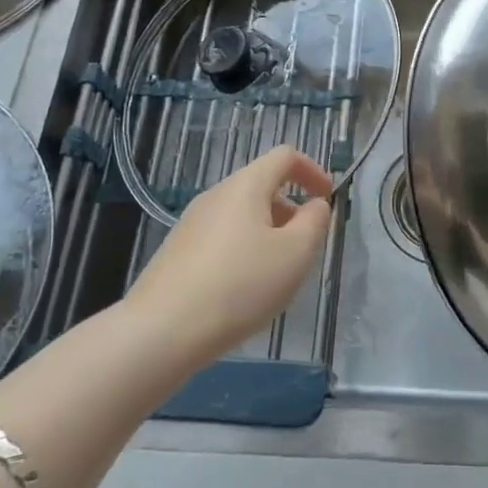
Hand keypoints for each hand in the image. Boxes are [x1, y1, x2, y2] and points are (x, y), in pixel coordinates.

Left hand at [124, 146, 333, 369]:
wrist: (160, 332)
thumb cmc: (239, 285)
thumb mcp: (295, 254)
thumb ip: (314, 222)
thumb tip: (314, 205)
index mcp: (245, 186)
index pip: (285, 156)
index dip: (312, 170)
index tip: (327, 198)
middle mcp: (216, 195)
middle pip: (261, 185)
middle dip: (290, 208)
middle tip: (305, 246)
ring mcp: (191, 223)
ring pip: (241, 214)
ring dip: (268, 232)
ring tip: (276, 274)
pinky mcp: (176, 251)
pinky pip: (221, 237)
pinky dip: (243, 250)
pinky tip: (242, 290)